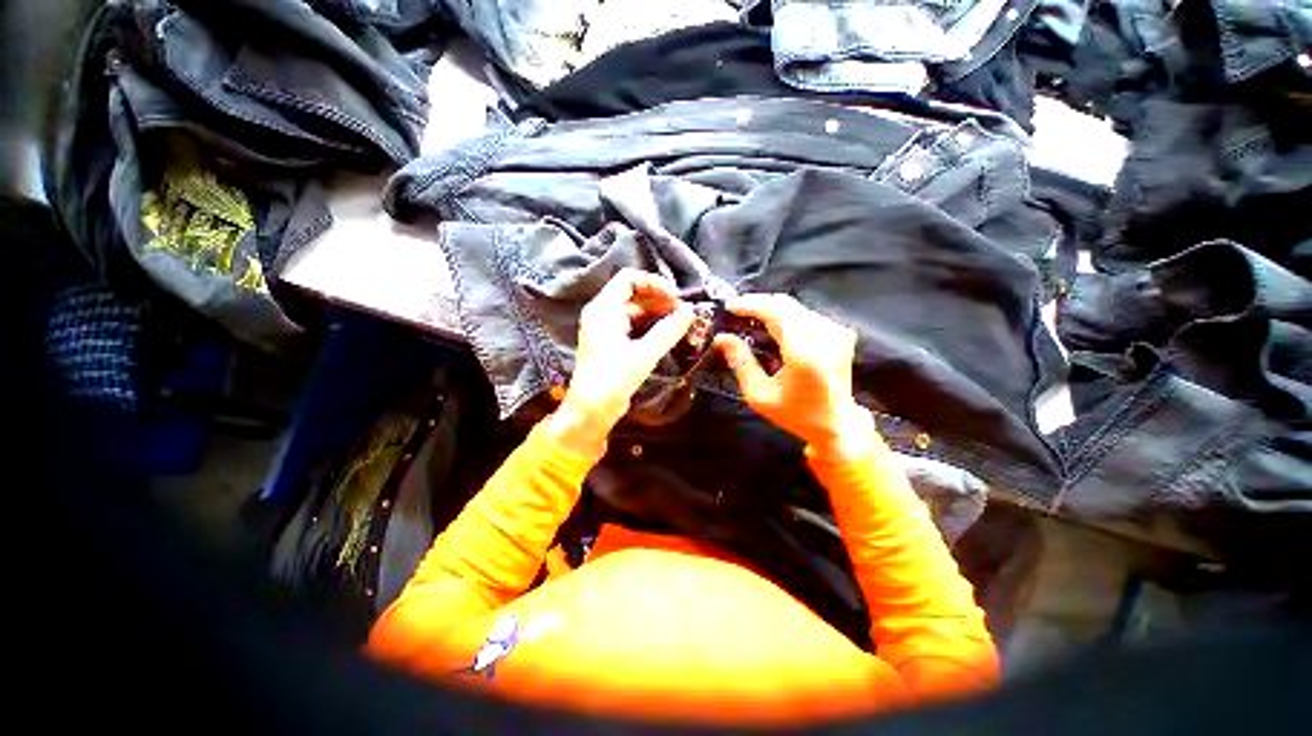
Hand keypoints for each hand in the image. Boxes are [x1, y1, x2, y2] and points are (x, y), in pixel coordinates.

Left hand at [547, 269, 694, 456]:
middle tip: (684, 312)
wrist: (591, 411)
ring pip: (636, 310)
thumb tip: (690, 312)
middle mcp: (602, 313)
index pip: (629, 279)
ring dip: (658, 313)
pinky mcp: (613, 342)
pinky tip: (669, 333)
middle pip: (634, 294)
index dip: (654, 283)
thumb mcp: (643, 355)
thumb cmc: (612, 380)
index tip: (676, 297)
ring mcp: (607, 328)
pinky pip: (635, 324)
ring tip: (681, 322)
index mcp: (603, 309)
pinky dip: (652, 325)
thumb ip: (668, 331)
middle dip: (660, 300)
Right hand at [714, 294, 875, 460]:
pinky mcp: (840, 333)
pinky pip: (806, 314)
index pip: (776, 313)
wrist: (837, 424)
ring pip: (795, 307)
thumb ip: (741, 363)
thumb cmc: (796, 414)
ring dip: (771, 308)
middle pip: (785, 304)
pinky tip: (770, 324)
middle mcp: (824, 336)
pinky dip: (785, 315)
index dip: (750, 305)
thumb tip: (722, 338)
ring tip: (749, 316)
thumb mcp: (759, 396)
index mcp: (804, 354)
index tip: (729, 307)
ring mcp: (835, 332)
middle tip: (735, 310)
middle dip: (757, 303)